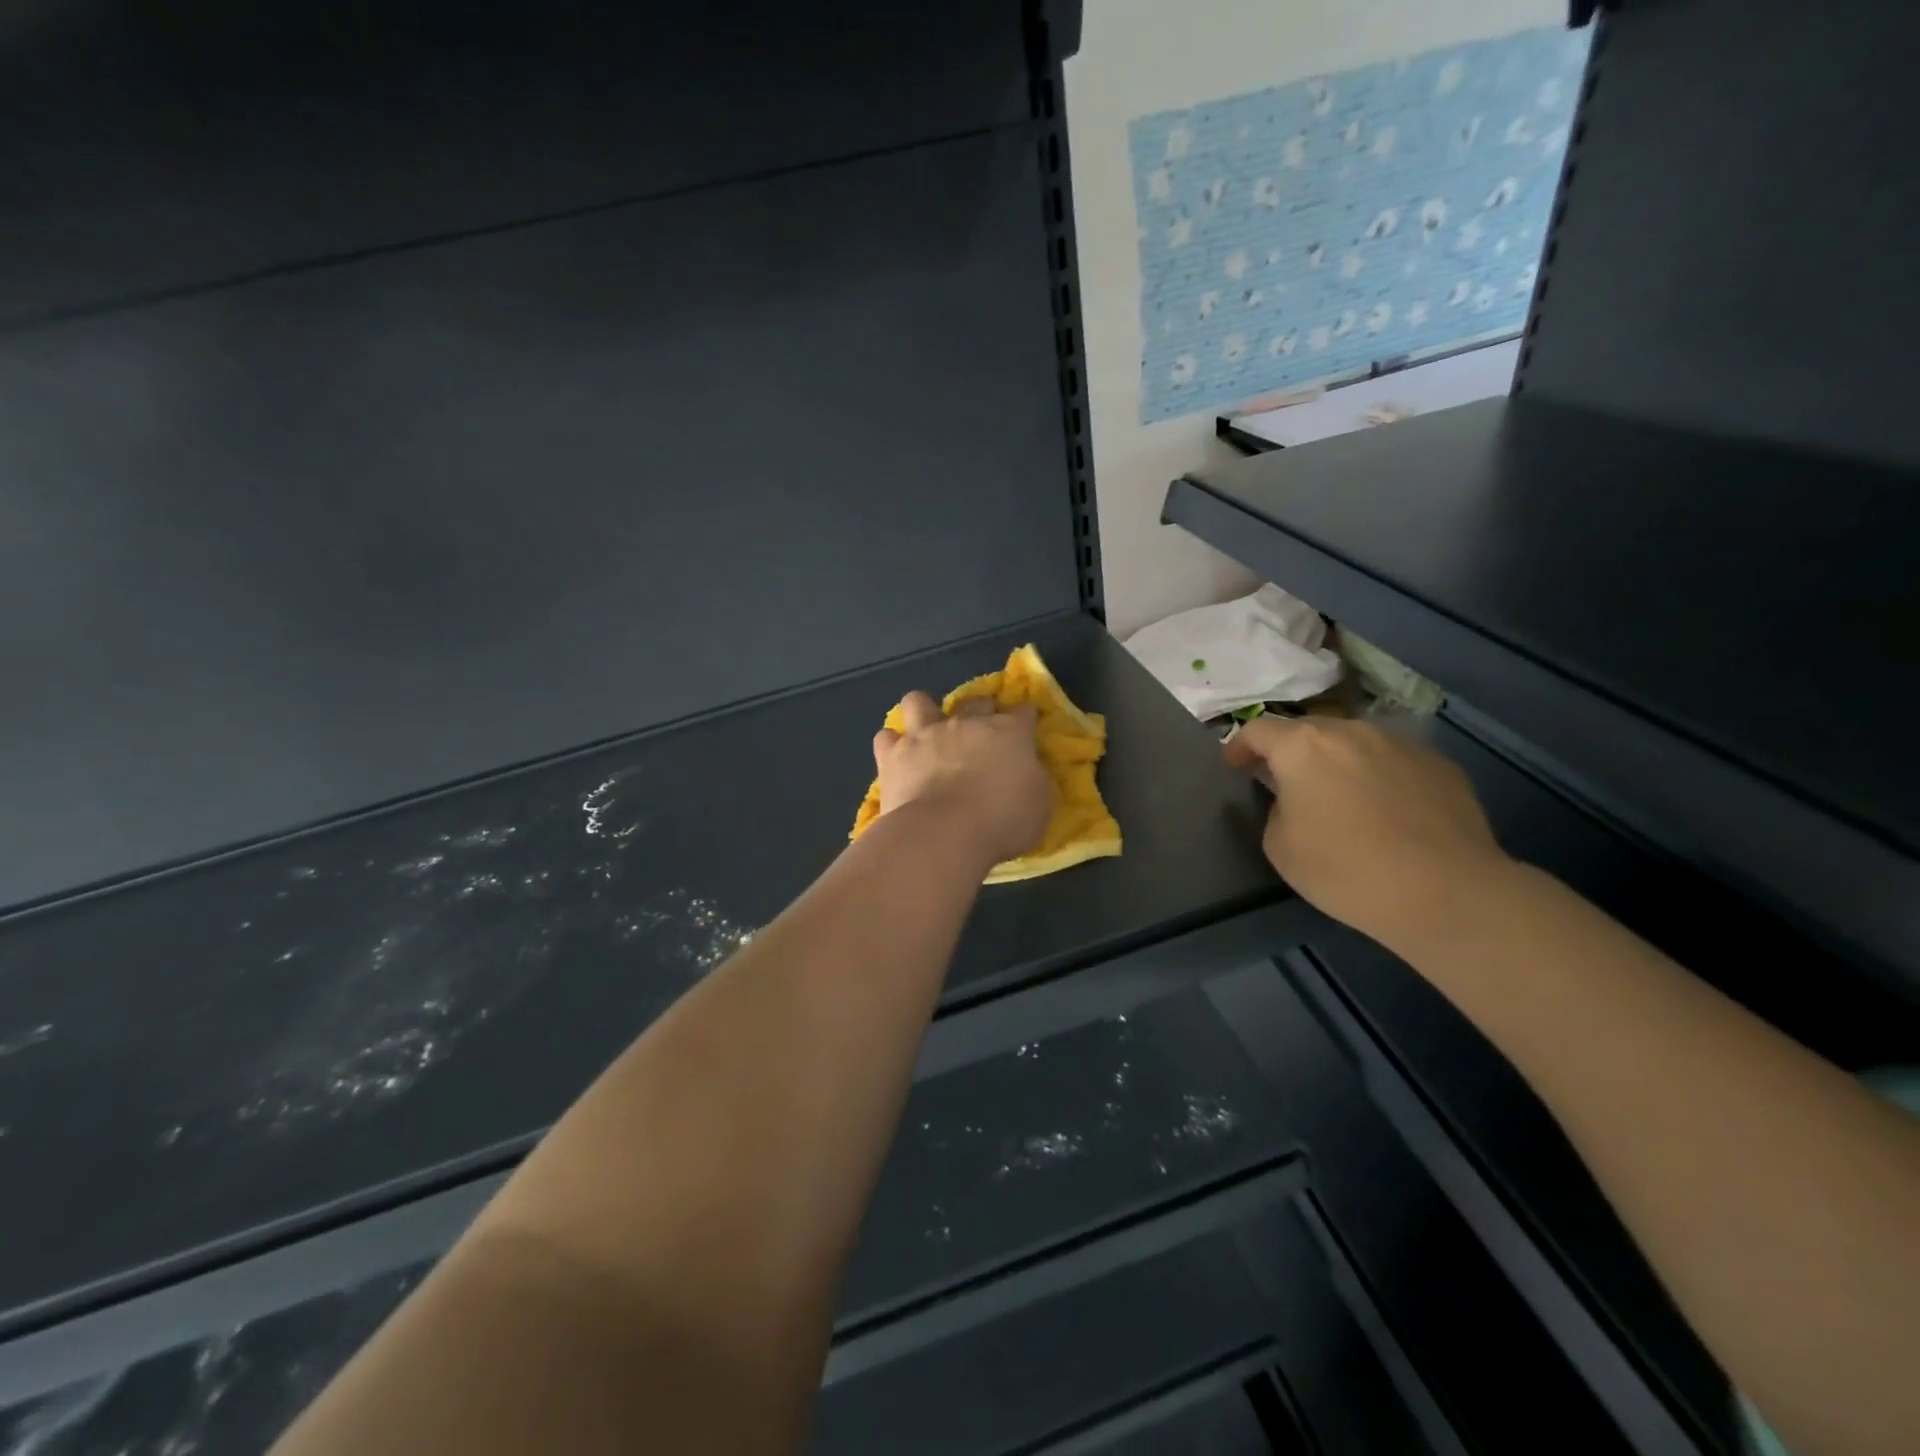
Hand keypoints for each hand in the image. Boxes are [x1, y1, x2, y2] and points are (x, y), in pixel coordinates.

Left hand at [875, 692, 1050, 866]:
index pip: (1023, 712)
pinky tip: (898, 760)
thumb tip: (1024, 771)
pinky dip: (893, 746)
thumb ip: (1031, 779)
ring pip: (919, 702)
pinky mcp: (893, 755)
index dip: (1025, 720)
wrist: (942, 833)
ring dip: (924, 713)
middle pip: (976, 701)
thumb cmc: (1001, 822)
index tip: (1026, 732)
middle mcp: (966, 723)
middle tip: (982, 737)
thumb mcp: (1039, 804)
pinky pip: (887, 738)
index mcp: (1008, 732)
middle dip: (981, 712)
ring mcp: (925, 735)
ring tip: (928, 734)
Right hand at [1224, 716, 1511, 949]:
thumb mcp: (1280, 847)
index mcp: (1303, 747)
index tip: (1235, 767)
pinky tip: (1388, 814)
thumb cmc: (1346, 870)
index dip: (1240, 747)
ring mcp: (1400, 744)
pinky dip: (1379, 777)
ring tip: (1342, 798)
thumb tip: (1294, 801)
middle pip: (1308, 730)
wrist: (1446, 892)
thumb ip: (1276, 810)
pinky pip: (1394, 762)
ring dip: (1338, 762)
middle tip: (1288, 784)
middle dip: (1291, 752)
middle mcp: (1351, 731)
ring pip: (1354, 743)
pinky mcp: (1439, 764)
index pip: (1258, 730)